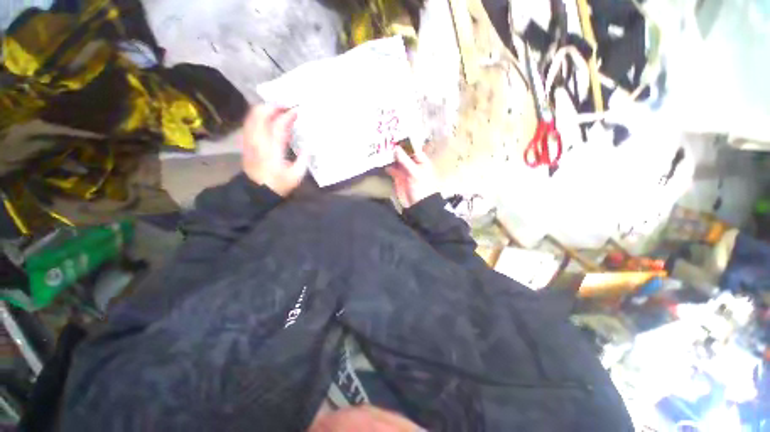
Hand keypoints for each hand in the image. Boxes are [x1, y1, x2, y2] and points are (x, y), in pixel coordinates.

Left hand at [242, 105, 307, 196]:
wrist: (257, 192)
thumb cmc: (279, 184)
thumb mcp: (296, 176)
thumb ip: (303, 160)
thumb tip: (308, 146)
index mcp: (272, 149)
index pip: (278, 125)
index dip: (288, 116)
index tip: (297, 111)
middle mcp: (258, 141)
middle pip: (260, 114)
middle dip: (273, 106)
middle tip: (286, 105)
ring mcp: (250, 140)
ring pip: (252, 116)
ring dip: (264, 108)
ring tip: (277, 108)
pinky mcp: (246, 142)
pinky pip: (249, 122)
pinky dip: (257, 115)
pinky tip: (266, 116)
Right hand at [386, 145, 438, 207]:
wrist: (418, 204)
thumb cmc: (421, 187)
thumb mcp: (415, 172)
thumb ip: (405, 160)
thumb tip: (395, 147)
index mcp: (421, 160)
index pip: (412, 148)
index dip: (404, 141)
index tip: (394, 135)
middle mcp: (413, 163)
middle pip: (403, 153)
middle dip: (395, 148)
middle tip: (384, 140)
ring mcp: (405, 170)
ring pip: (397, 160)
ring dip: (390, 156)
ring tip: (380, 149)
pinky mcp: (399, 177)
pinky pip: (392, 169)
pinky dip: (388, 166)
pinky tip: (381, 162)